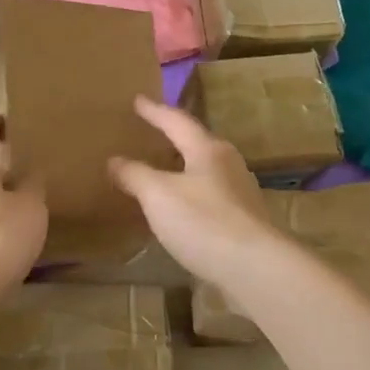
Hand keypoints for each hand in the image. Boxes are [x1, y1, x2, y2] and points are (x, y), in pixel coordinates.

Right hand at [107, 95, 281, 285]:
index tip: (137, 100)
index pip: (177, 121)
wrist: (255, 268)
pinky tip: (179, 210)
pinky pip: (209, 198)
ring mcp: (240, 194)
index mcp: (208, 150)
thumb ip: (135, 175)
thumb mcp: (159, 195)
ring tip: (160, 172)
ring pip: (205, 172)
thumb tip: (114, 160)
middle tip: (150, 134)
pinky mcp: (243, 221)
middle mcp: (228, 165)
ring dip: (182, 169)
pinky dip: (189, 196)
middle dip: (172, 138)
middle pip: (197, 144)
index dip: (154, 111)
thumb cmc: (204, 222)